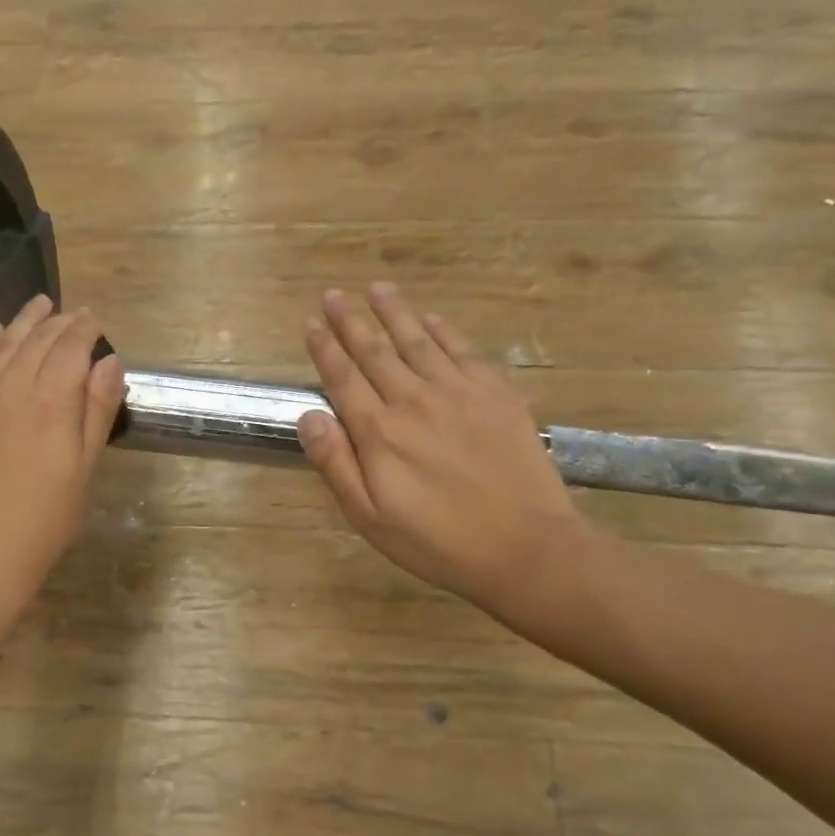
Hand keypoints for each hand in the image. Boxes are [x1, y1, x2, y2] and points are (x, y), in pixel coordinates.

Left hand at [0, 295, 124, 626]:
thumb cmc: (45, 517)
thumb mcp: (85, 467)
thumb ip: (97, 409)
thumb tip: (110, 360)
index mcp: (52, 398)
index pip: (71, 346)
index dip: (85, 329)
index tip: (96, 321)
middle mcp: (14, 384)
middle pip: (38, 339)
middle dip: (60, 321)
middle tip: (75, 313)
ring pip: (4, 343)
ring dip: (24, 321)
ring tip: (39, 304)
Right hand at [298, 284, 593, 629]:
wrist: (525, 547)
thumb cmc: (437, 541)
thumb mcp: (370, 518)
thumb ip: (335, 464)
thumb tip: (308, 416)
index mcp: (379, 432)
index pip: (342, 378)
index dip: (324, 349)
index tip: (310, 323)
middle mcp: (414, 400)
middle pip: (375, 351)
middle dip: (350, 320)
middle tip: (333, 294)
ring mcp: (459, 392)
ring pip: (417, 341)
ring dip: (394, 312)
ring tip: (377, 288)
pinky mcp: (497, 394)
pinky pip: (464, 350)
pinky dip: (444, 330)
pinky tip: (432, 318)